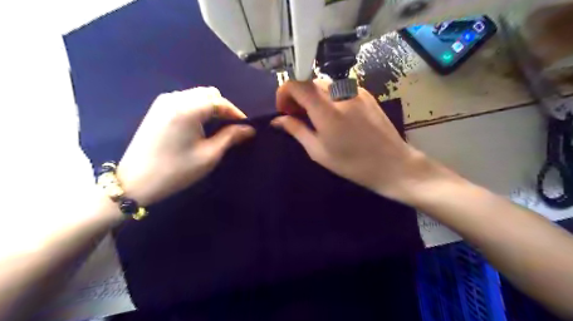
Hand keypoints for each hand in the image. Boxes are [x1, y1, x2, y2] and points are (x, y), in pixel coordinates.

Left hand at [117, 86, 253, 205]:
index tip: (246, 126)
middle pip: (208, 93)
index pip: (220, 102)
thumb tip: (249, 129)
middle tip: (232, 127)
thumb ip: (231, 137)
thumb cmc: (176, 171)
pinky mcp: (157, 109)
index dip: (236, 113)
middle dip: (224, 108)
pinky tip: (200, 124)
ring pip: (197, 95)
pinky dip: (198, 108)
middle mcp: (174, 98)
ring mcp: (163, 102)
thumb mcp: (209, 155)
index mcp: (187, 109)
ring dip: (211, 107)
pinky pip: (185, 100)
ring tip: (218, 126)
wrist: (135, 182)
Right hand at [272, 81, 452, 205]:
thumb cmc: (352, 164)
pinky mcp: (366, 94)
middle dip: (297, 96)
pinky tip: (334, 115)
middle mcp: (340, 93)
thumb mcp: (318, 151)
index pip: (296, 84)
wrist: (392, 164)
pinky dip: (328, 97)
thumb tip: (277, 120)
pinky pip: (339, 88)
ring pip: (324, 84)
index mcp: (325, 109)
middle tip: (297, 116)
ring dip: (313, 96)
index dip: (284, 93)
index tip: (283, 110)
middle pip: (309, 82)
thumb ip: (296, 130)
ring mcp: (355, 91)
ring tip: (315, 117)